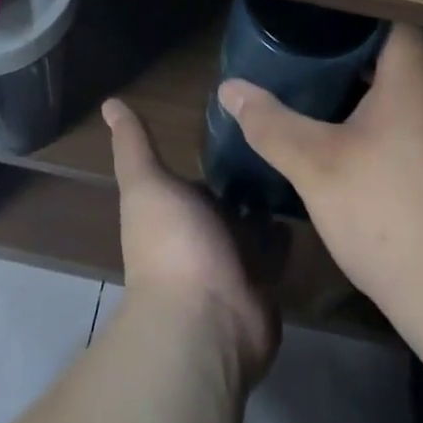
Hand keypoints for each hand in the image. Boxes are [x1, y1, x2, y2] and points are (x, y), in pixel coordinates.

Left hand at [104, 99, 277, 380]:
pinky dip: (290, 230)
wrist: (205, 319)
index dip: (219, 153)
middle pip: (232, 200)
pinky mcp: (266, 281)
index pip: (202, 177)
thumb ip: (133, 146)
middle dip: (251, 176)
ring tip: (303, 159)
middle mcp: (205, 235)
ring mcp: (236, 261)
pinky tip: (312, 198)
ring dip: (273, 201)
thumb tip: (109, 102)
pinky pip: (280, 249)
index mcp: (178, 210)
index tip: (246, 118)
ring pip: (257, 222)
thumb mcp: (147, 184)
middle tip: (285, 133)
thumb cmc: (173, 244)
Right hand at [217, 25, 422, 321]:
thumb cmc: (385, 212)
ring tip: (335, 105)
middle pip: (404, 59)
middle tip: (314, 65)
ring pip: (419, 98)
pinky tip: (372, 158)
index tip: (318, 28)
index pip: (392, 22)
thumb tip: (229, 89)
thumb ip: (270, 123)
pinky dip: (402, 131)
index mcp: (416, 76)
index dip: (355, 19)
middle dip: (360, 60)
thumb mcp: (314, 165)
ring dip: (382, 98)